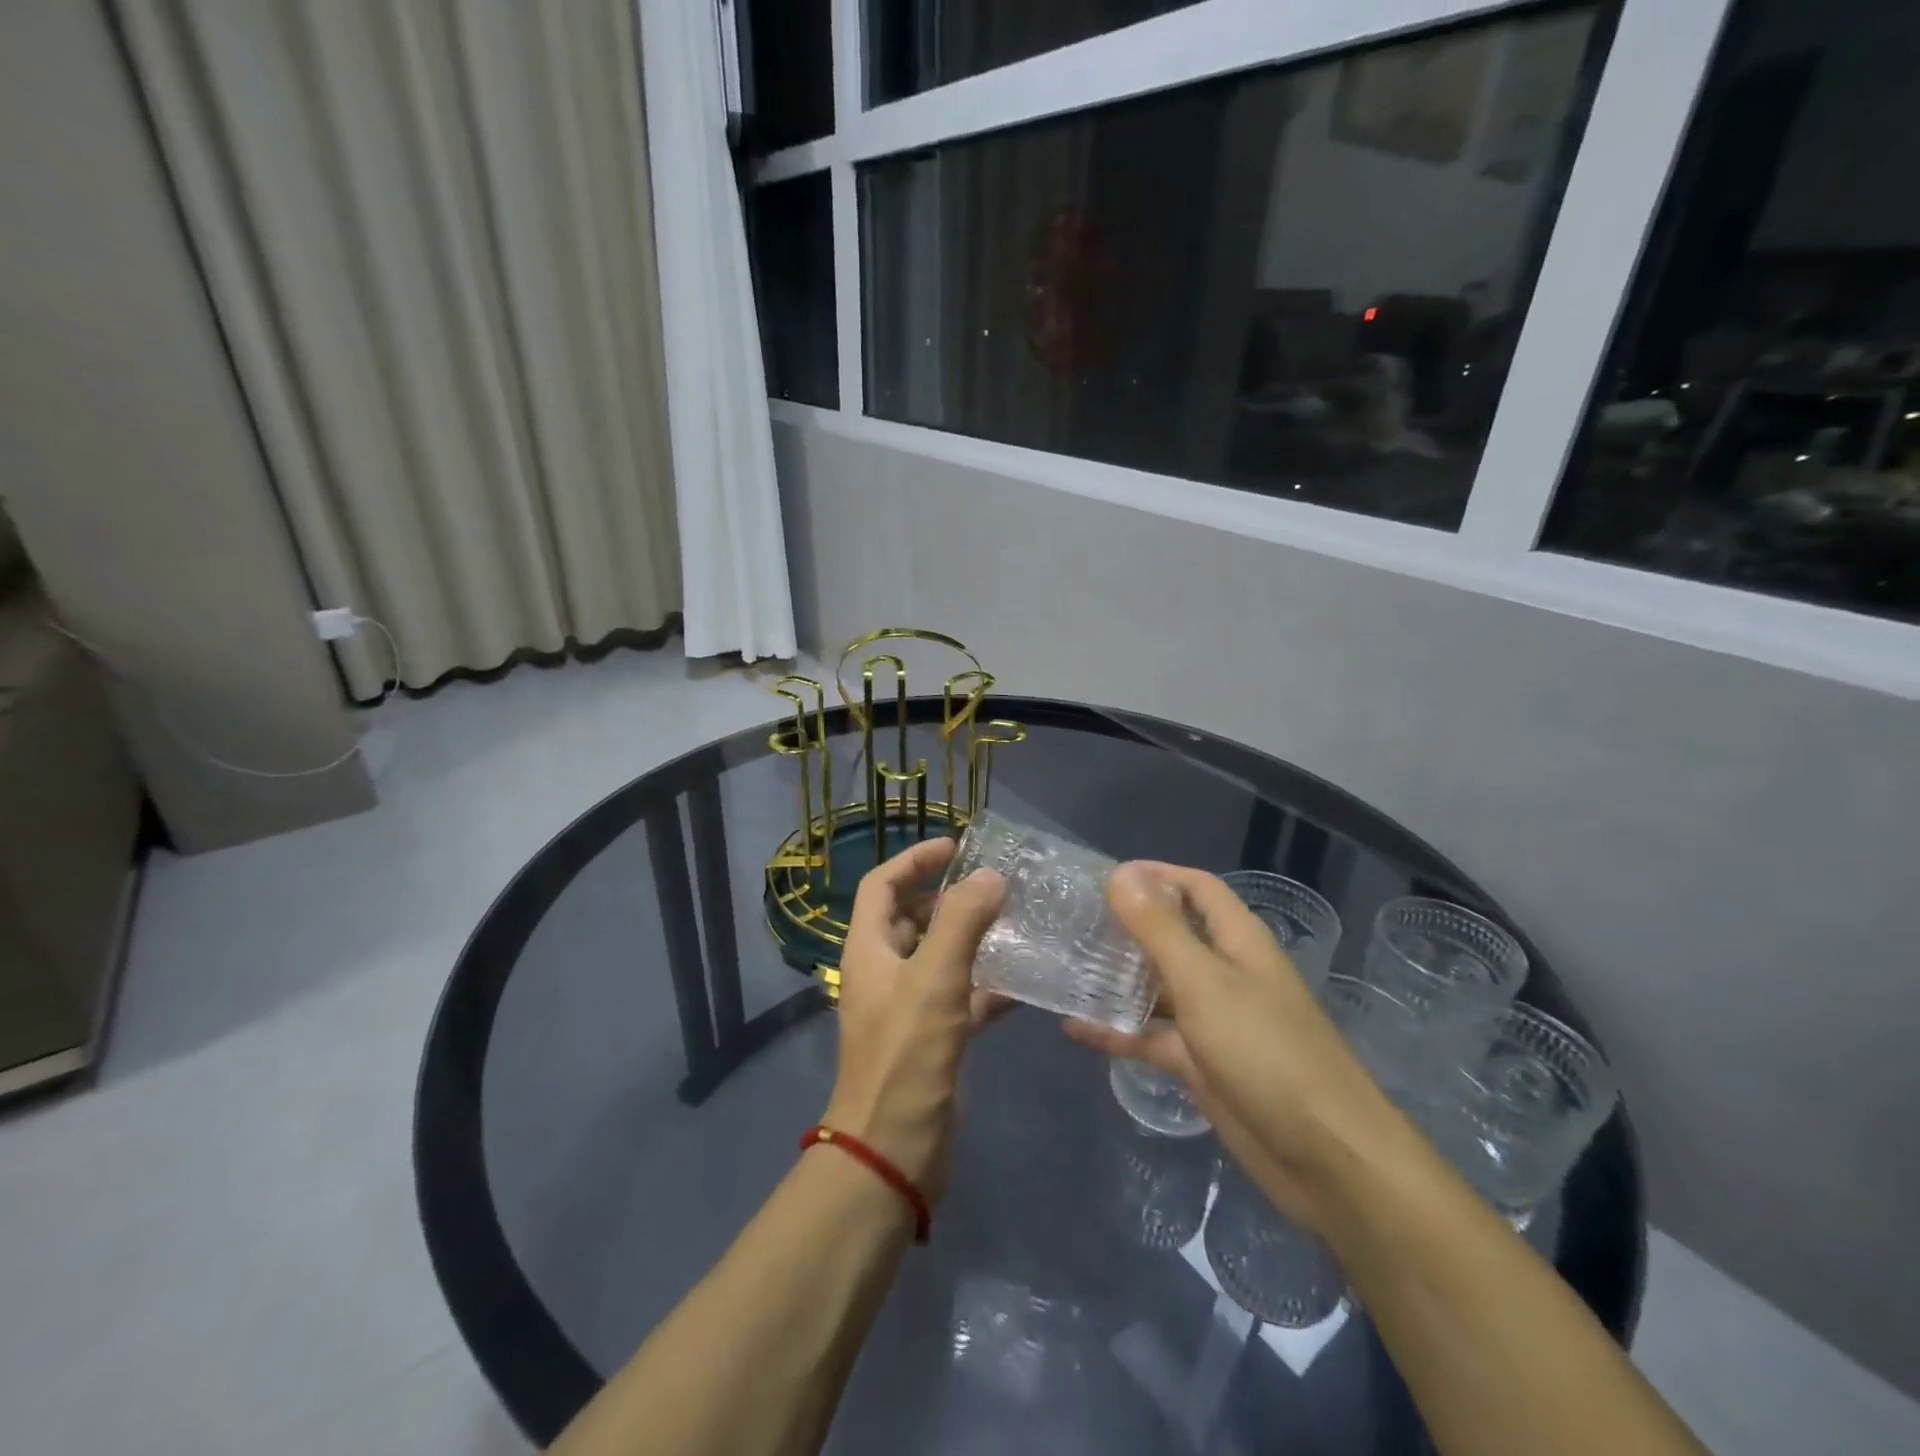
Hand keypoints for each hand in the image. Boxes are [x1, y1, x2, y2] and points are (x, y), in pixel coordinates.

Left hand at [822, 837, 1005, 1205]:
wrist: (894, 1150)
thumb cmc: (906, 1056)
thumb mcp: (934, 980)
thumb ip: (962, 922)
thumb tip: (990, 876)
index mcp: (869, 949)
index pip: (883, 884)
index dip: (915, 859)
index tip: (956, 846)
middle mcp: (884, 971)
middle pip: (912, 917)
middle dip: (950, 897)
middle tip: (997, 886)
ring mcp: (908, 1006)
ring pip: (941, 957)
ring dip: (972, 938)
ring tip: (1017, 923)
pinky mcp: (933, 1037)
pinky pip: (962, 997)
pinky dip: (988, 985)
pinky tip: (1026, 982)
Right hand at [1066, 862, 1400, 1230]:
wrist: (1326, 1158)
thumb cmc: (1265, 1052)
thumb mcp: (1204, 982)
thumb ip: (1159, 929)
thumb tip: (1120, 872)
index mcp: (1236, 940)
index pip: (1195, 887)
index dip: (1155, 874)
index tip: (1100, 877)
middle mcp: (1224, 971)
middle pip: (1172, 934)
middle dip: (1126, 925)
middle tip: (1070, 920)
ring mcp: (1213, 1020)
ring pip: (1157, 986)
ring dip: (1117, 976)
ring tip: (1063, 965)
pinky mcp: (1201, 1064)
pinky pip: (1152, 1037)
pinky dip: (1117, 1031)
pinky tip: (1073, 1027)